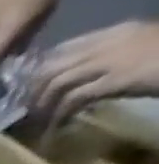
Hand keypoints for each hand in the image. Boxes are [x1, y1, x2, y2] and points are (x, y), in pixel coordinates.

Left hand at [30, 20, 158, 124]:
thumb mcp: (134, 49)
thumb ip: (104, 58)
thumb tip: (71, 81)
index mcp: (116, 32)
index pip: (63, 48)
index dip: (39, 71)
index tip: (30, 90)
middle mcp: (110, 43)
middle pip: (52, 67)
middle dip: (33, 92)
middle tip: (30, 110)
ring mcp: (113, 60)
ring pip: (57, 83)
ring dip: (43, 107)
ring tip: (41, 121)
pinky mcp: (117, 79)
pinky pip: (73, 101)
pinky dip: (58, 120)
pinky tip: (55, 132)